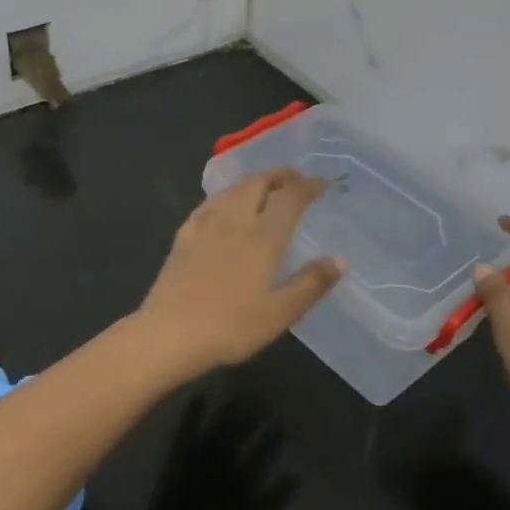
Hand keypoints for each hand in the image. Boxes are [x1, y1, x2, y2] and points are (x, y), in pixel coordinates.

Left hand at [136, 168, 344, 374]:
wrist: (169, 334)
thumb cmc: (231, 327)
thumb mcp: (280, 313)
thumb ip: (311, 284)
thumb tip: (340, 260)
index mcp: (262, 237)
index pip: (289, 198)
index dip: (307, 186)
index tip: (321, 183)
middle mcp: (234, 221)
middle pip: (257, 183)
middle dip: (279, 175)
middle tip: (294, 177)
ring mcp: (205, 226)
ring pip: (232, 189)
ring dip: (253, 180)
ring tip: (265, 186)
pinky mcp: (183, 236)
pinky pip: (209, 203)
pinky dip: (226, 195)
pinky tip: (223, 205)